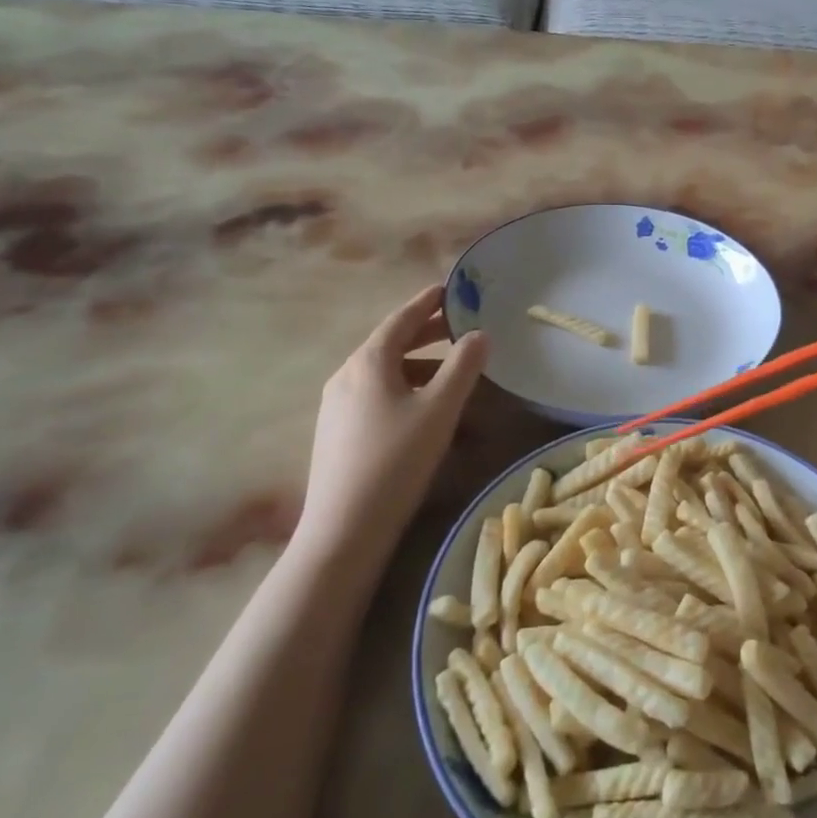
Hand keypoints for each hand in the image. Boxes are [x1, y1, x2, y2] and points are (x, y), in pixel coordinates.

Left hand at [297, 284, 488, 560]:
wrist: (345, 528)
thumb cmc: (396, 459)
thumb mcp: (440, 409)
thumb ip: (463, 366)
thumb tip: (480, 334)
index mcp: (369, 362)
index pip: (401, 319)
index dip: (427, 302)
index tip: (449, 289)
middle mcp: (347, 375)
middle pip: (390, 343)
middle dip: (425, 332)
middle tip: (457, 326)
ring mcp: (336, 405)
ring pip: (383, 372)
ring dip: (418, 364)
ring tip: (449, 372)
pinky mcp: (337, 432)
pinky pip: (375, 394)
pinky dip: (404, 387)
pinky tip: (422, 409)